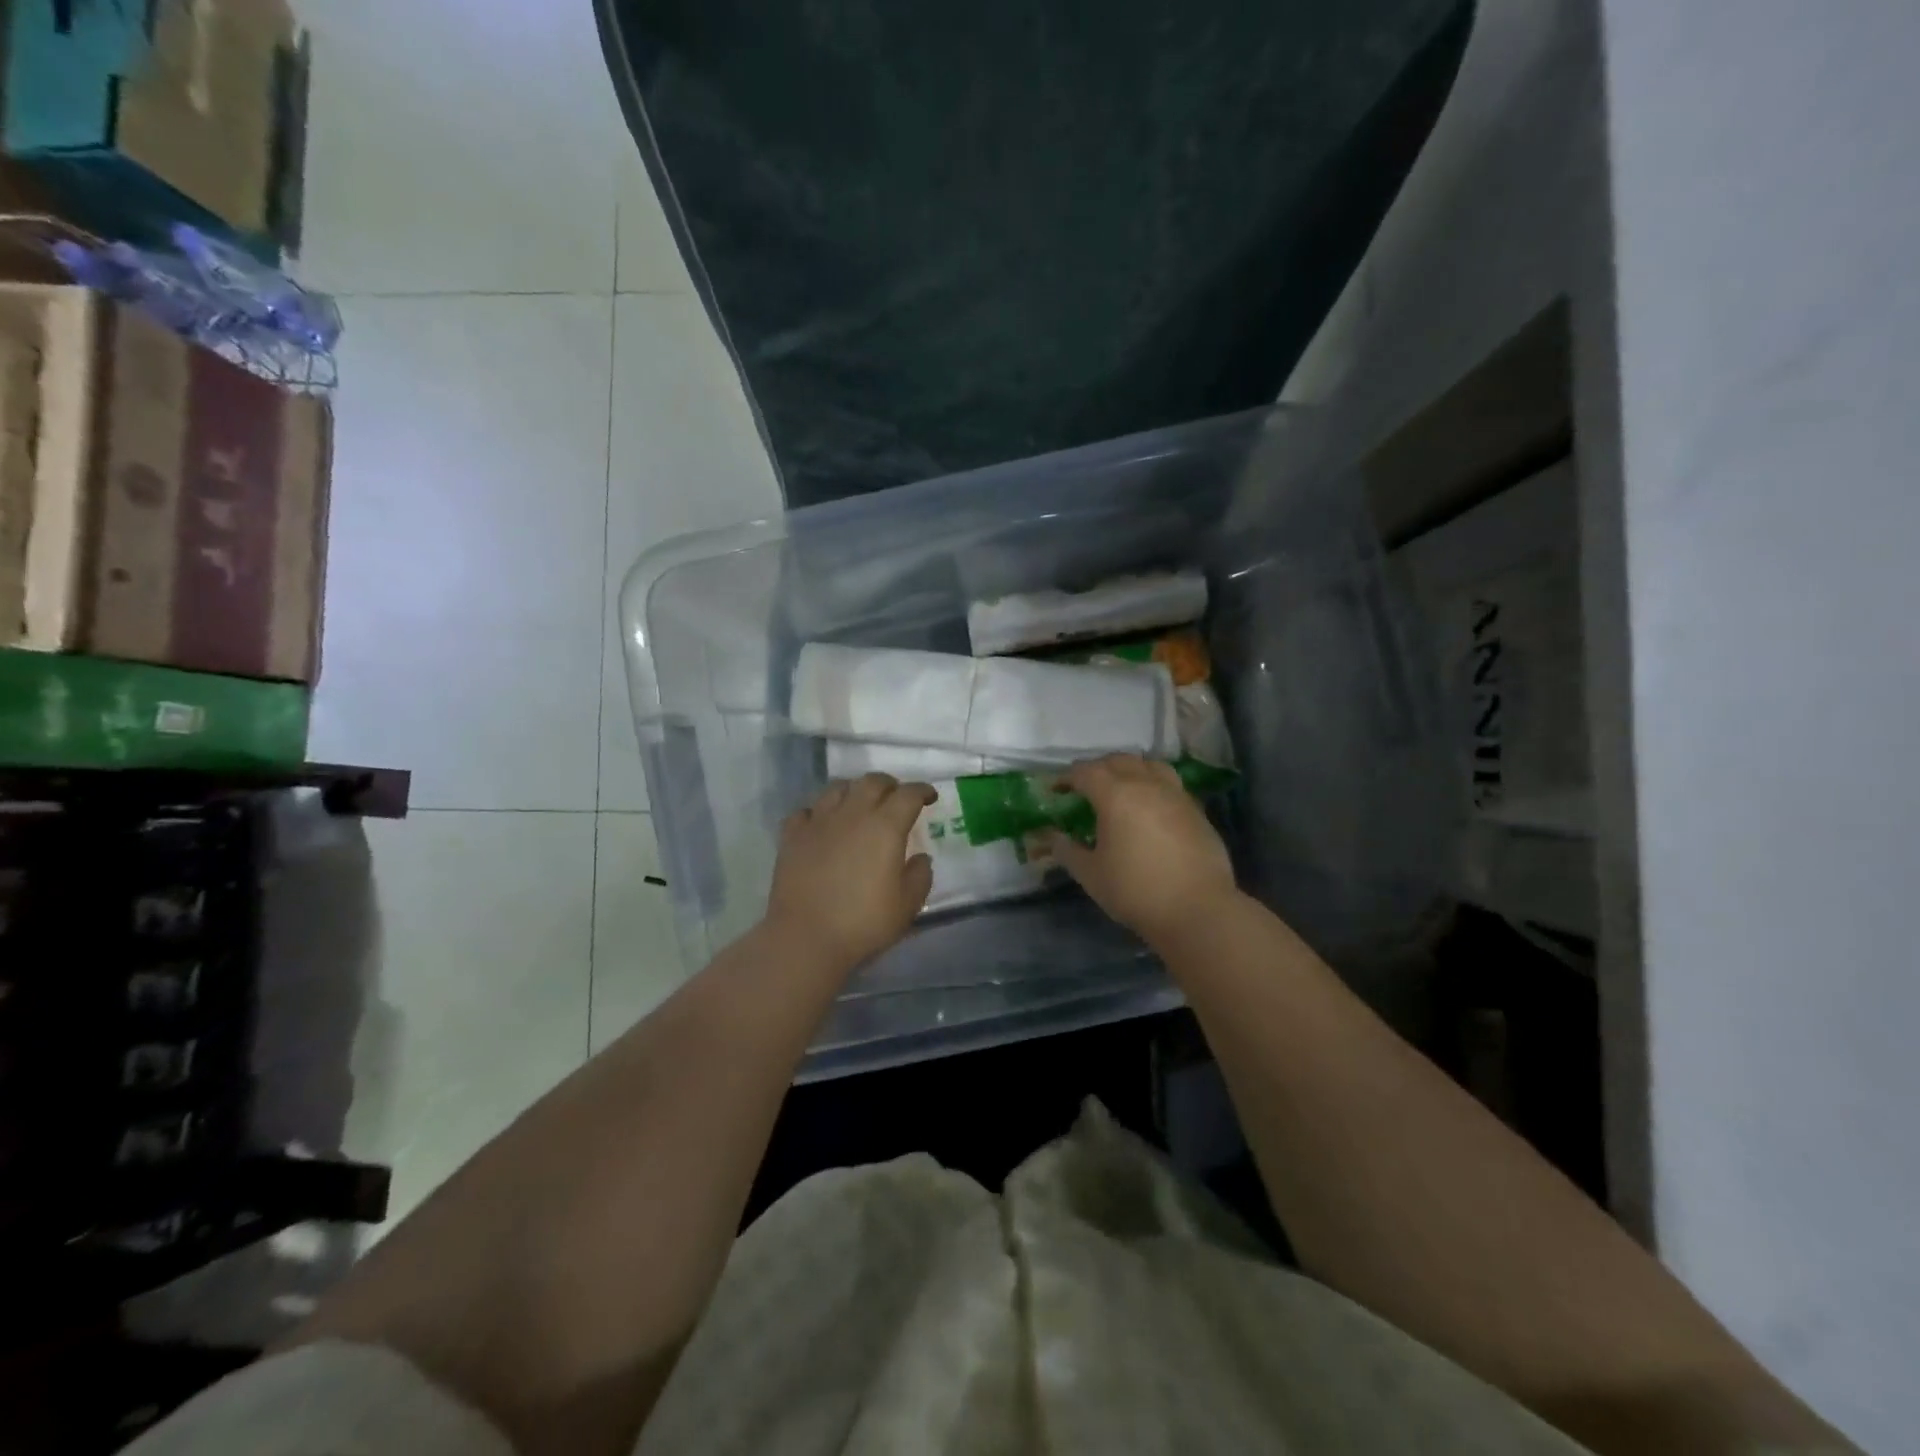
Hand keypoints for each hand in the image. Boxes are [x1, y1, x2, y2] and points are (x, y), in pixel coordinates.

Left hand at [765, 774, 936, 969]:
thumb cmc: (864, 922)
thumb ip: (919, 876)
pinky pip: (806, 811)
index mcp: (885, 826)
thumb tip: (920, 858)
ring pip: (837, 788)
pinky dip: (819, 812)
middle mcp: (852, 814)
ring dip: (854, 790)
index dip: (922, 790)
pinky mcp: (792, 836)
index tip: (930, 797)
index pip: (908, 794)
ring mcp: (818, 821)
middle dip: (889, 785)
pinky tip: (822, 824)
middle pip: (872, 781)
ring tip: (859, 805)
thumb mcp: (907, 905)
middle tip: (896, 798)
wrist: (806, 937)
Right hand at [1043, 754, 1239, 945]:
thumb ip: (1067, 851)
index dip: (1067, 777)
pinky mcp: (1196, 810)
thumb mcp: (1091, 874)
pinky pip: (1170, 784)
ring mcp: (1176, 795)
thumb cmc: (1136, 891)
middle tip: (1085, 787)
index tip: (1056, 789)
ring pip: (1149, 766)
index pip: (1086, 772)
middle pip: (1119, 761)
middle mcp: (1146, 785)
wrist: (1198, 910)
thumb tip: (1051, 838)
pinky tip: (1150, 808)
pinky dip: (1153, 786)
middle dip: (1098, 768)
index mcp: (1115, 795)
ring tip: (1121, 788)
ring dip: (1130, 770)